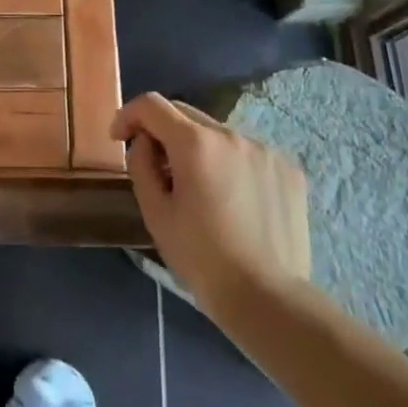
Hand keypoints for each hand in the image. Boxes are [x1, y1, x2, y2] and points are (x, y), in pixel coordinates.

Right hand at [112, 92, 310, 312]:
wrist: (269, 301)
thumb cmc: (203, 260)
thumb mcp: (156, 215)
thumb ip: (141, 165)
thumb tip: (144, 142)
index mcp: (195, 143)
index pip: (152, 105)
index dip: (129, 115)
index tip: (120, 138)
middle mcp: (230, 134)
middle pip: (185, 114)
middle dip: (163, 131)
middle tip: (157, 167)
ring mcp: (263, 149)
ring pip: (217, 134)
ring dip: (199, 149)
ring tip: (201, 189)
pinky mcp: (288, 168)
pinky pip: (247, 152)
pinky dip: (231, 164)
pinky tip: (235, 200)